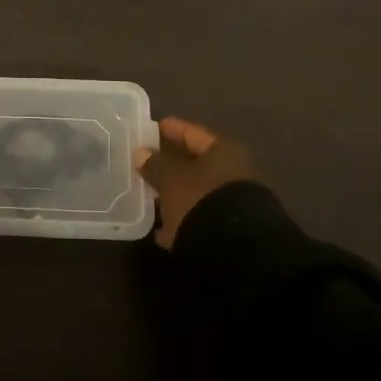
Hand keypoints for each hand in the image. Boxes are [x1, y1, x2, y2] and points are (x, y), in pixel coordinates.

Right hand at [136, 117, 257, 248]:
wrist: (239, 254)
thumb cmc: (203, 201)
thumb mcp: (172, 179)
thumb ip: (156, 165)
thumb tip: (142, 153)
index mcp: (224, 152)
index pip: (194, 134)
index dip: (174, 129)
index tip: (156, 126)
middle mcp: (234, 173)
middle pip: (198, 164)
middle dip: (174, 164)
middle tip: (149, 163)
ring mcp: (235, 204)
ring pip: (199, 193)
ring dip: (177, 194)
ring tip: (151, 197)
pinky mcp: (231, 233)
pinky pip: (200, 219)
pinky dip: (183, 220)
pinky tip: (163, 230)